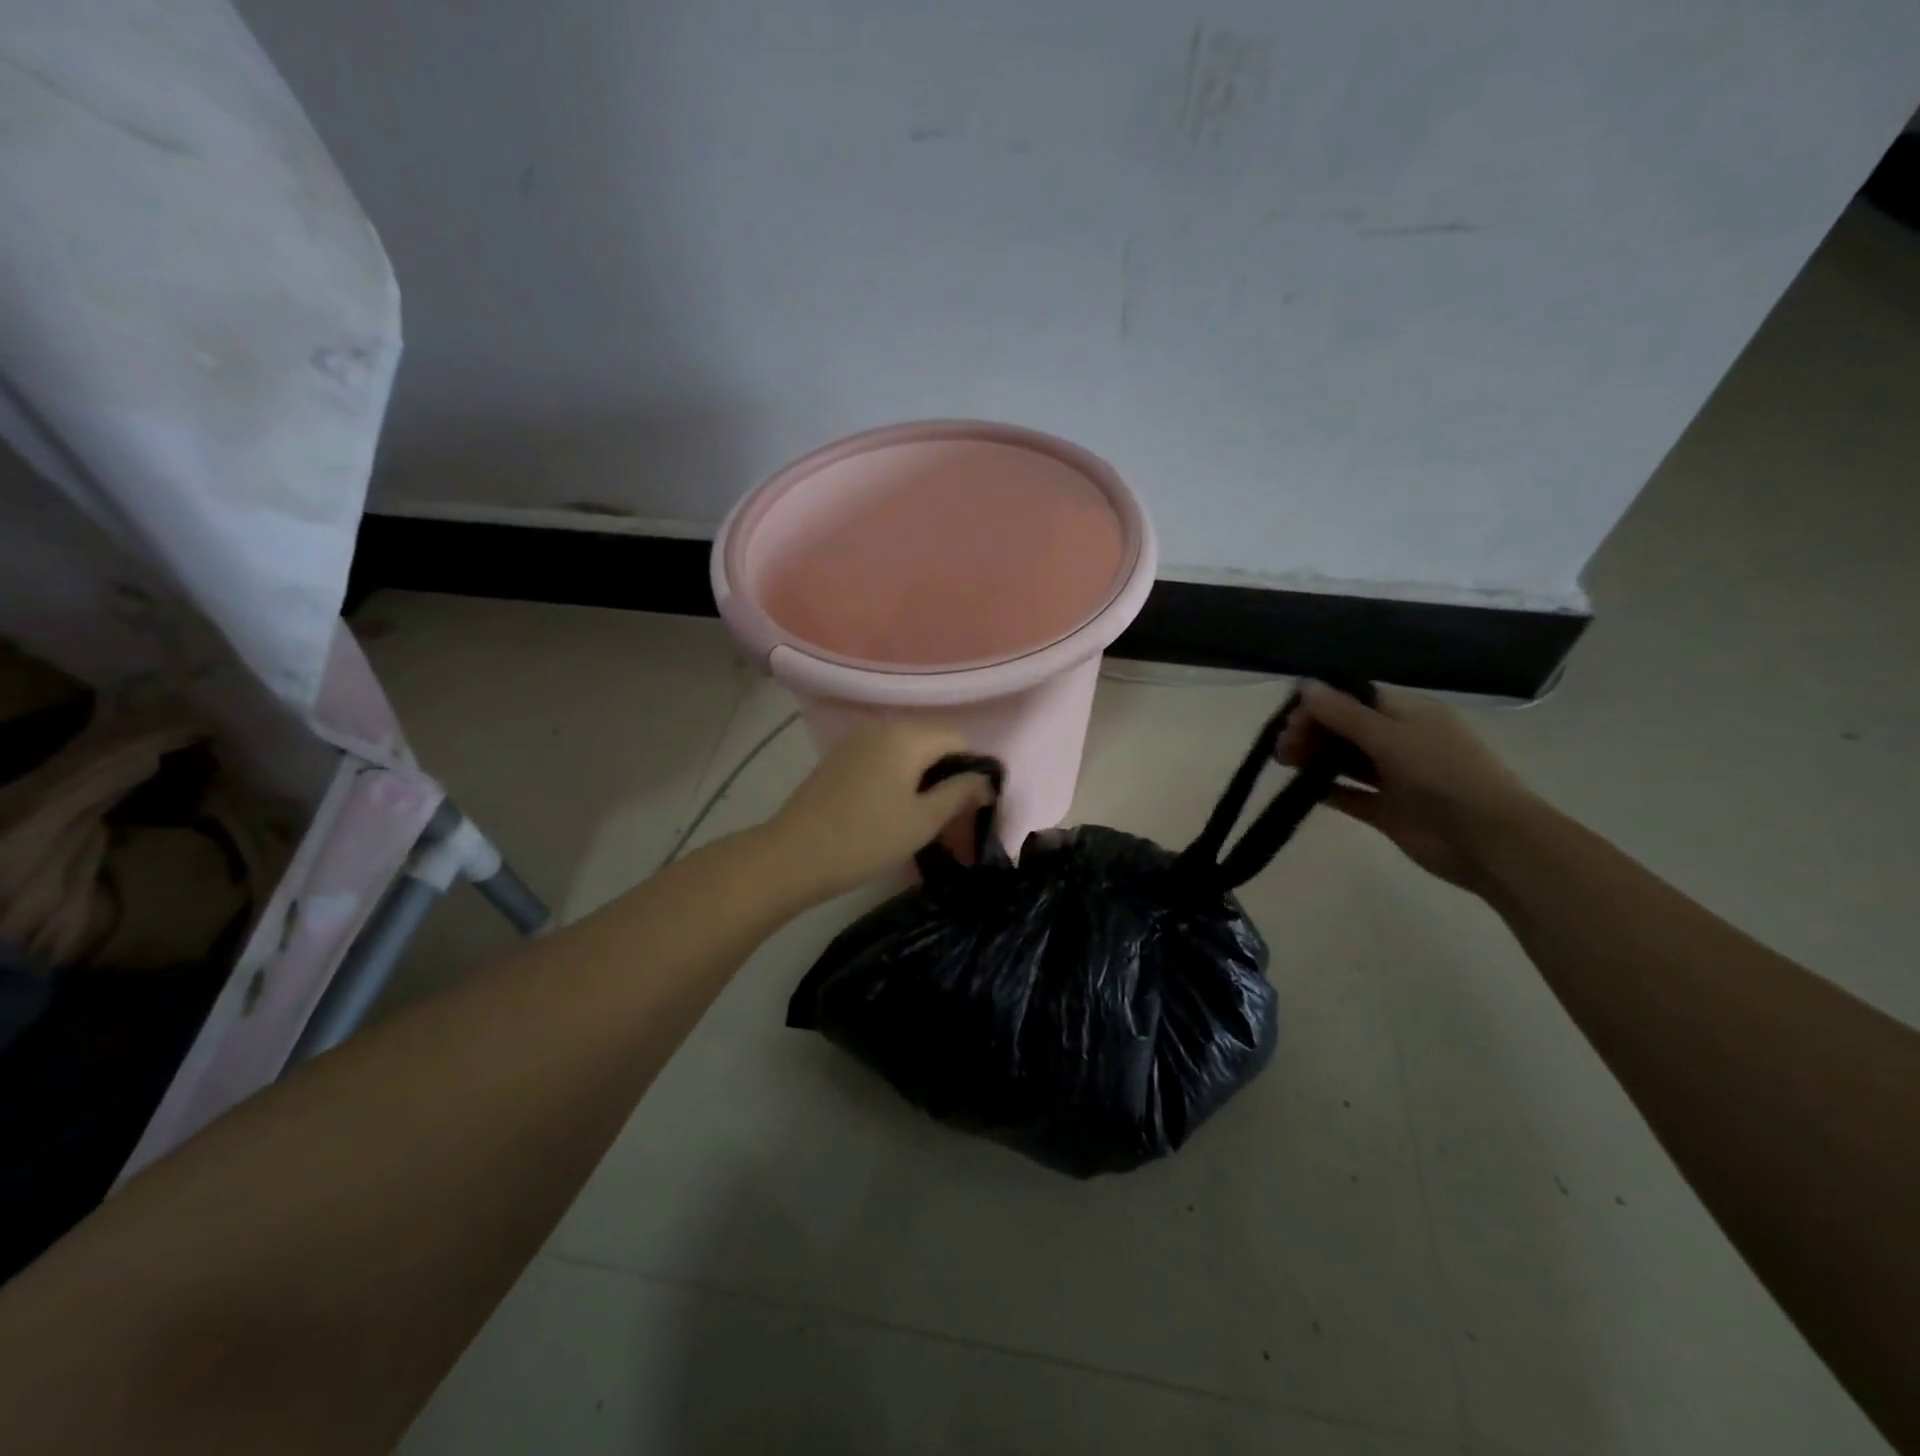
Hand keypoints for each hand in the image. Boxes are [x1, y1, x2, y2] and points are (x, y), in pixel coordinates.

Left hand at [765, 720, 994, 899]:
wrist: (793, 855)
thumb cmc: (866, 839)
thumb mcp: (923, 821)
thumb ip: (960, 793)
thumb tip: (985, 780)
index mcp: (908, 735)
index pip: (959, 740)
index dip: (972, 771)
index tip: (972, 808)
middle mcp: (884, 725)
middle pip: (933, 741)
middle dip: (947, 774)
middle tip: (949, 817)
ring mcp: (857, 739)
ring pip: (908, 750)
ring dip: (922, 777)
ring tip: (921, 816)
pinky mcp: (840, 756)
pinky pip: (883, 757)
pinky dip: (897, 776)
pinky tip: (890, 808)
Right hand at [1277, 681, 1540, 894]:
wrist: (1489, 840)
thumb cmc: (1444, 774)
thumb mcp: (1390, 736)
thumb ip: (1343, 713)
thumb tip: (1304, 685)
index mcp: (1409, 713)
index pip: (1355, 698)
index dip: (1321, 704)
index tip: (1291, 718)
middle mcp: (1400, 740)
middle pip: (1346, 728)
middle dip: (1312, 731)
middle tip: (1283, 746)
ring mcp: (1394, 777)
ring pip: (1344, 760)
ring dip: (1314, 758)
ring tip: (1284, 763)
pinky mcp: (1386, 810)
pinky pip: (1349, 794)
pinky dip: (1325, 790)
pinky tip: (1300, 789)